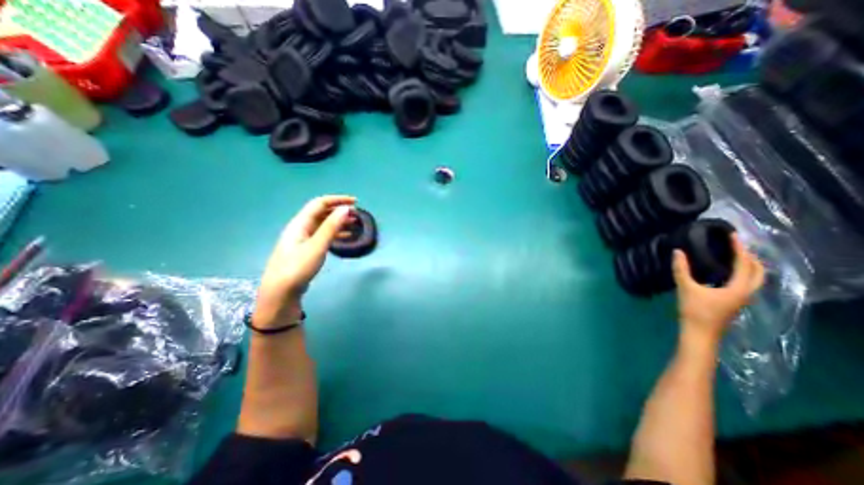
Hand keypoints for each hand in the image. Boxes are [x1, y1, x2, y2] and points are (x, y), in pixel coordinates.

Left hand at [253, 196, 354, 327]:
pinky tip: (345, 238)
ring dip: (339, 222)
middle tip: (357, 215)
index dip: (337, 200)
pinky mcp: (306, 249)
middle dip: (339, 211)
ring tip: (355, 225)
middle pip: (322, 213)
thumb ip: (331, 227)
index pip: (320, 203)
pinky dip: (335, 233)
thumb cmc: (297, 267)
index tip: (355, 202)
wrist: (280, 292)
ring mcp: (303, 239)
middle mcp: (301, 228)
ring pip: (323, 224)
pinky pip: (323, 235)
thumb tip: (345, 209)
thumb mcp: (317, 246)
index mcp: (300, 223)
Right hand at [671, 233, 764, 346]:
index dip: (739, 248)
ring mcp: (742, 299)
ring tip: (735, 255)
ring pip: (753, 279)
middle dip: (750, 256)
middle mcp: (746, 292)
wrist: (699, 333)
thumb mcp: (686, 288)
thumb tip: (677, 251)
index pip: (744, 264)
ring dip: (748, 265)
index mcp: (738, 288)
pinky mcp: (734, 302)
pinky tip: (727, 272)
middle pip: (757, 272)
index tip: (733, 236)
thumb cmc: (695, 310)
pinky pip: (745, 284)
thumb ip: (681, 269)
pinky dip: (742, 274)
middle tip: (737, 245)